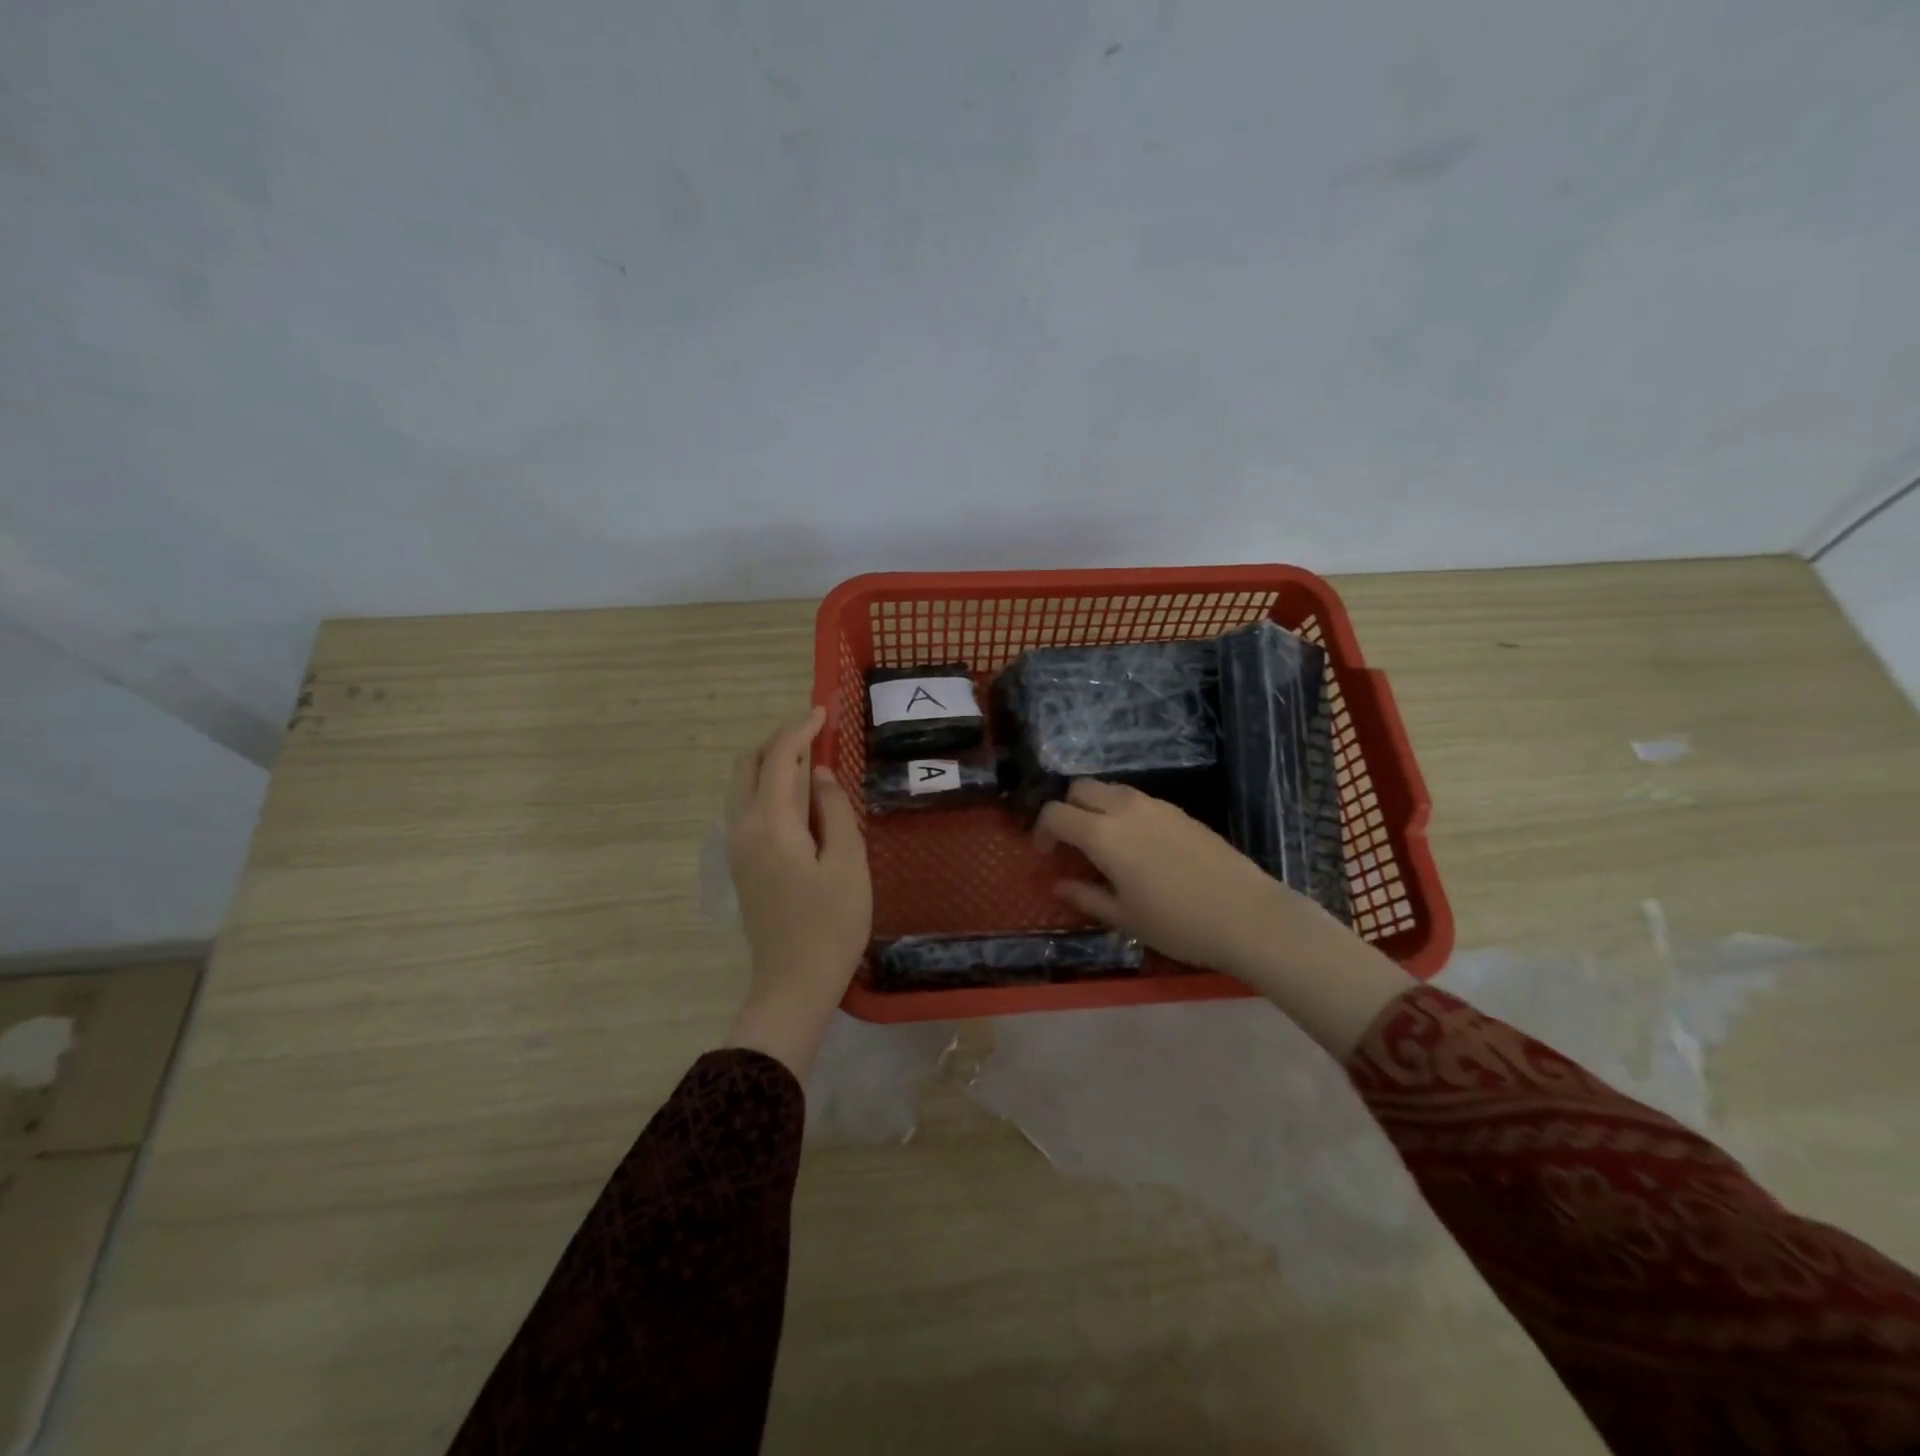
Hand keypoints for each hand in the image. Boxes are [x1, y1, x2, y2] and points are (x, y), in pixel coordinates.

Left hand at [723, 708, 870, 1076]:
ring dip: (771, 761)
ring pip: (743, 784)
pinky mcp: (741, 862)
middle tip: (816, 731)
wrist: (793, 983)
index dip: (800, 728)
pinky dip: (768, 785)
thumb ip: (834, 809)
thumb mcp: (848, 862)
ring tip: (810, 758)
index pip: (780, 757)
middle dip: (779, 739)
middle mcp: (742, 827)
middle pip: (749, 763)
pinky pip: (747, 805)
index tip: (824, 711)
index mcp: (770, 823)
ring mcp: (736, 846)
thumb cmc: (831, 924)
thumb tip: (821, 774)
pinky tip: (799, 795)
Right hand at [1036, 780, 1411, 1058]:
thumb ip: (1085, 896)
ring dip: (1095, 807)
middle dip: (1066, 809)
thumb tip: (1058, 884)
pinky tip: (1137, 846)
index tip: (1045, 855)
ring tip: (1103, 844)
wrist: (1248, 915)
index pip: (1055, 813)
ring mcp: (1155, 805)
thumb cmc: (1177, 923)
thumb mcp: (1124, 917)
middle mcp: (1125, 808)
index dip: (1041, 830)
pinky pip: (1137, 799)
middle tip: (1071, 843)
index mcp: (1103, 834)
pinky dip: (1122, 812)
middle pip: (1080, 788)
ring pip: (1110, 789)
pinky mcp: (1179, 810)